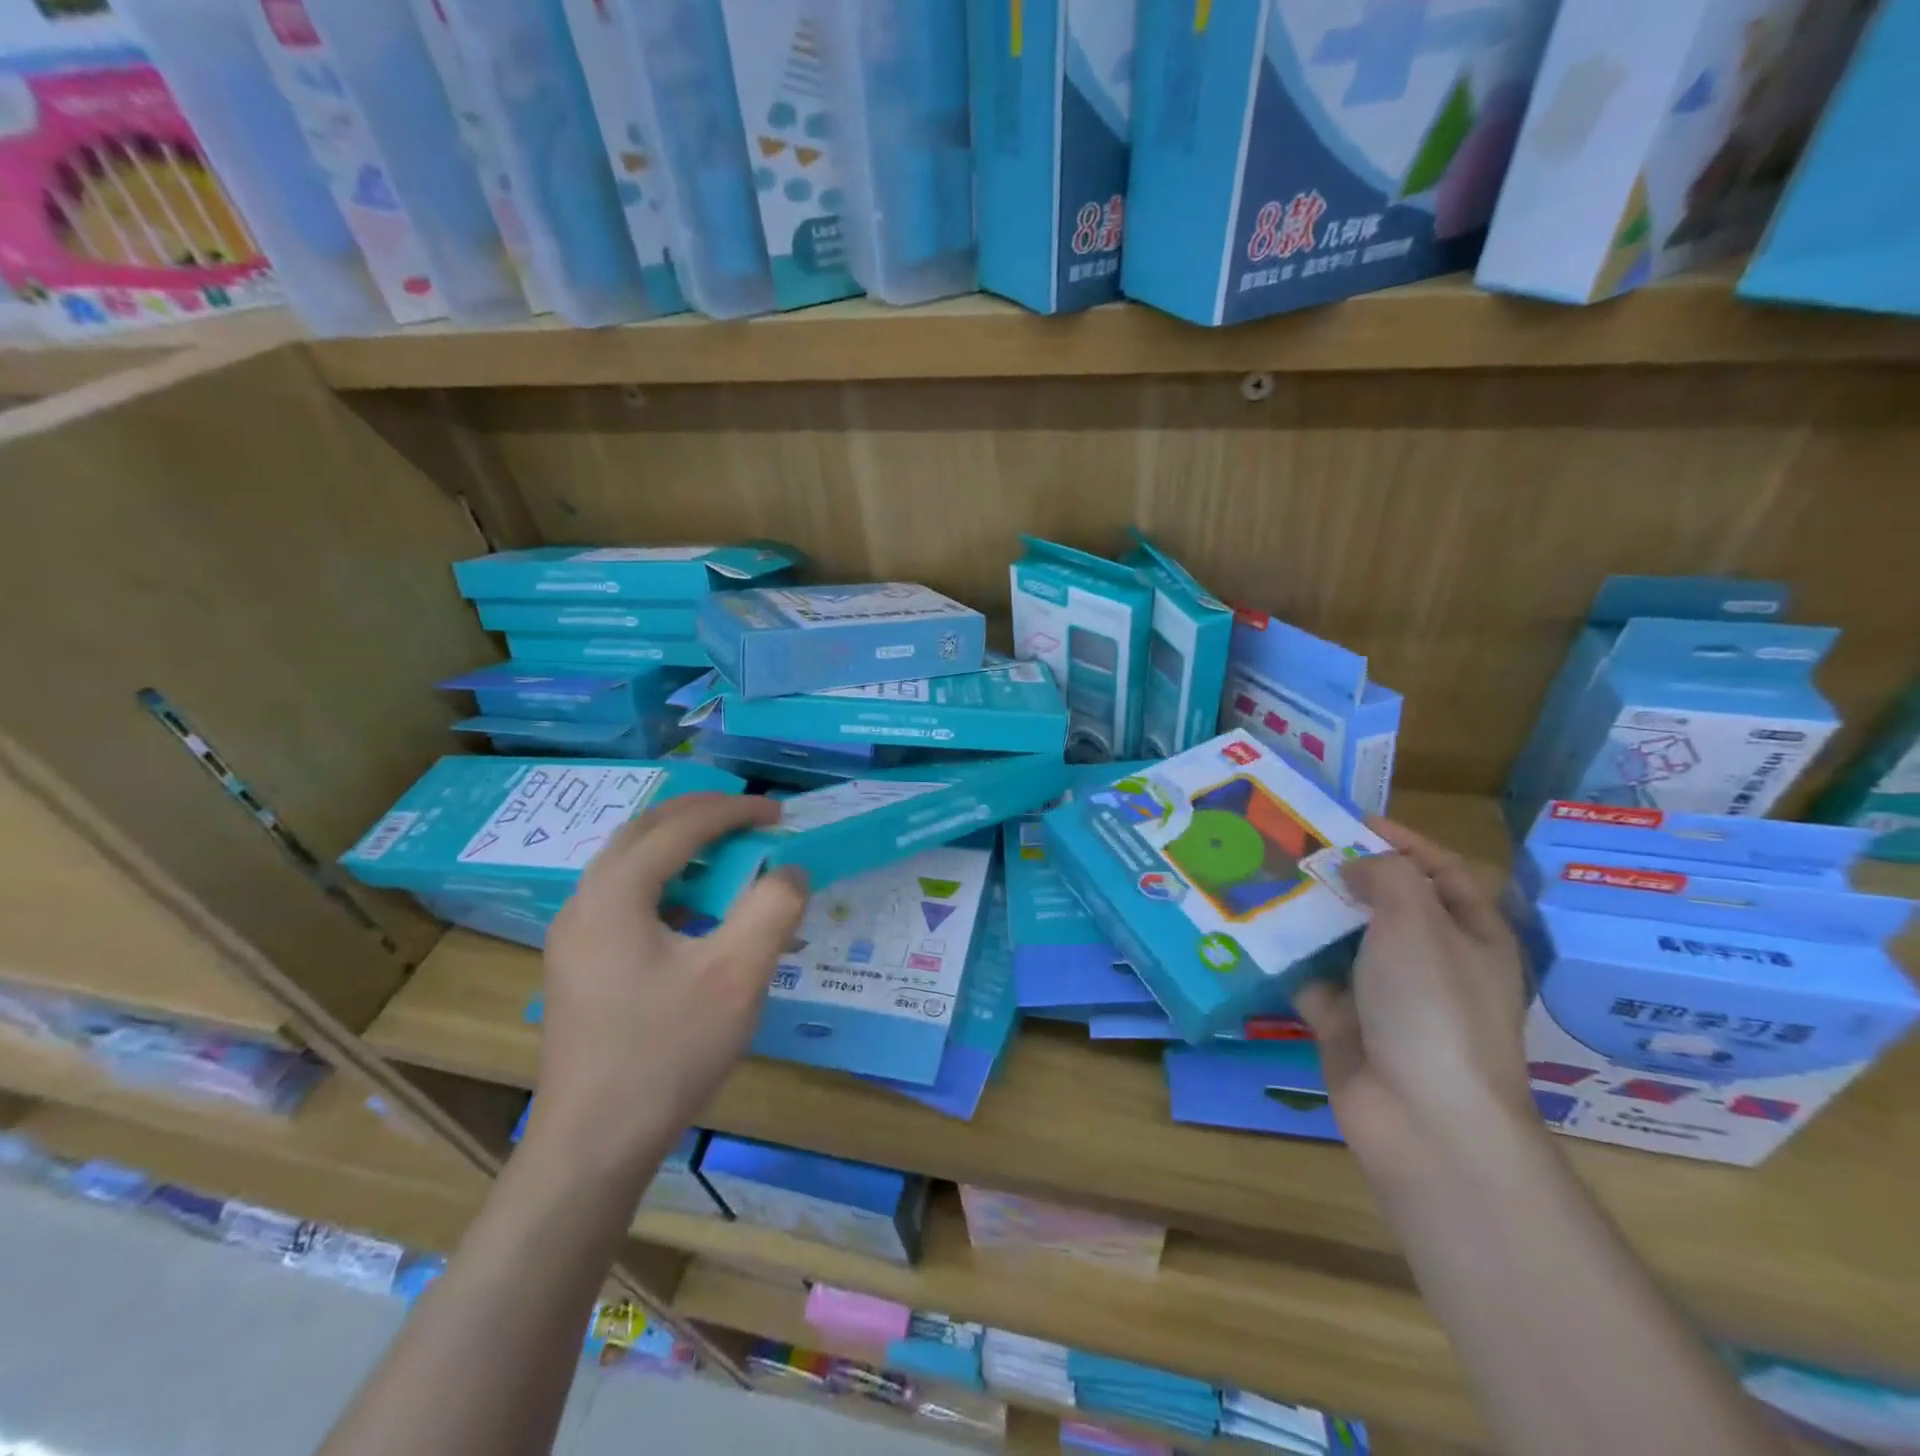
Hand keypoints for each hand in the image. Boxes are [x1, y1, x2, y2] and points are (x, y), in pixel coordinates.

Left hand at [531, 793, 807, 1163]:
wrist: (593, 1146)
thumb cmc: (667, 1053)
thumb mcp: (737, 976)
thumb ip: (772, 909)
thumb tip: (790, 871)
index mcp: (615, 894)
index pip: (680, 827)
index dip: (734, 811)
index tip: (779, 812)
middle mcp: (584, 902)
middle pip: (644, 832)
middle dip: (701, 814)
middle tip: (750, 817)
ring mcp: (574, 936)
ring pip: (628, 863)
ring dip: (679, 845)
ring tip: (727, 851)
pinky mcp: (578, 965)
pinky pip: (623, 897)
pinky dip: (665, 881)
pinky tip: (695, 910)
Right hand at [1294, 819, 1535, 1183]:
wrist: (1422, 1117)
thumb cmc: (1432, 1006)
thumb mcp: (1417, 921)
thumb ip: (1385, 875)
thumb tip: (1353, 866)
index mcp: (1468, 933)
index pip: (1440, 870)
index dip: (1401, 840)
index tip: (1348, 821)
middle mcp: (1430, 960)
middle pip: (1383, 903)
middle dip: (1341, 874)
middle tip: (1289, 846)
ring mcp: (1385, 995)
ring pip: (1341, 941)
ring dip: (1306, 914)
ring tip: (1259, 878)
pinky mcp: (1345, 1023)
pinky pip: (1309, 979)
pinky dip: (1283, 960)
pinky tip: (1247, 931)